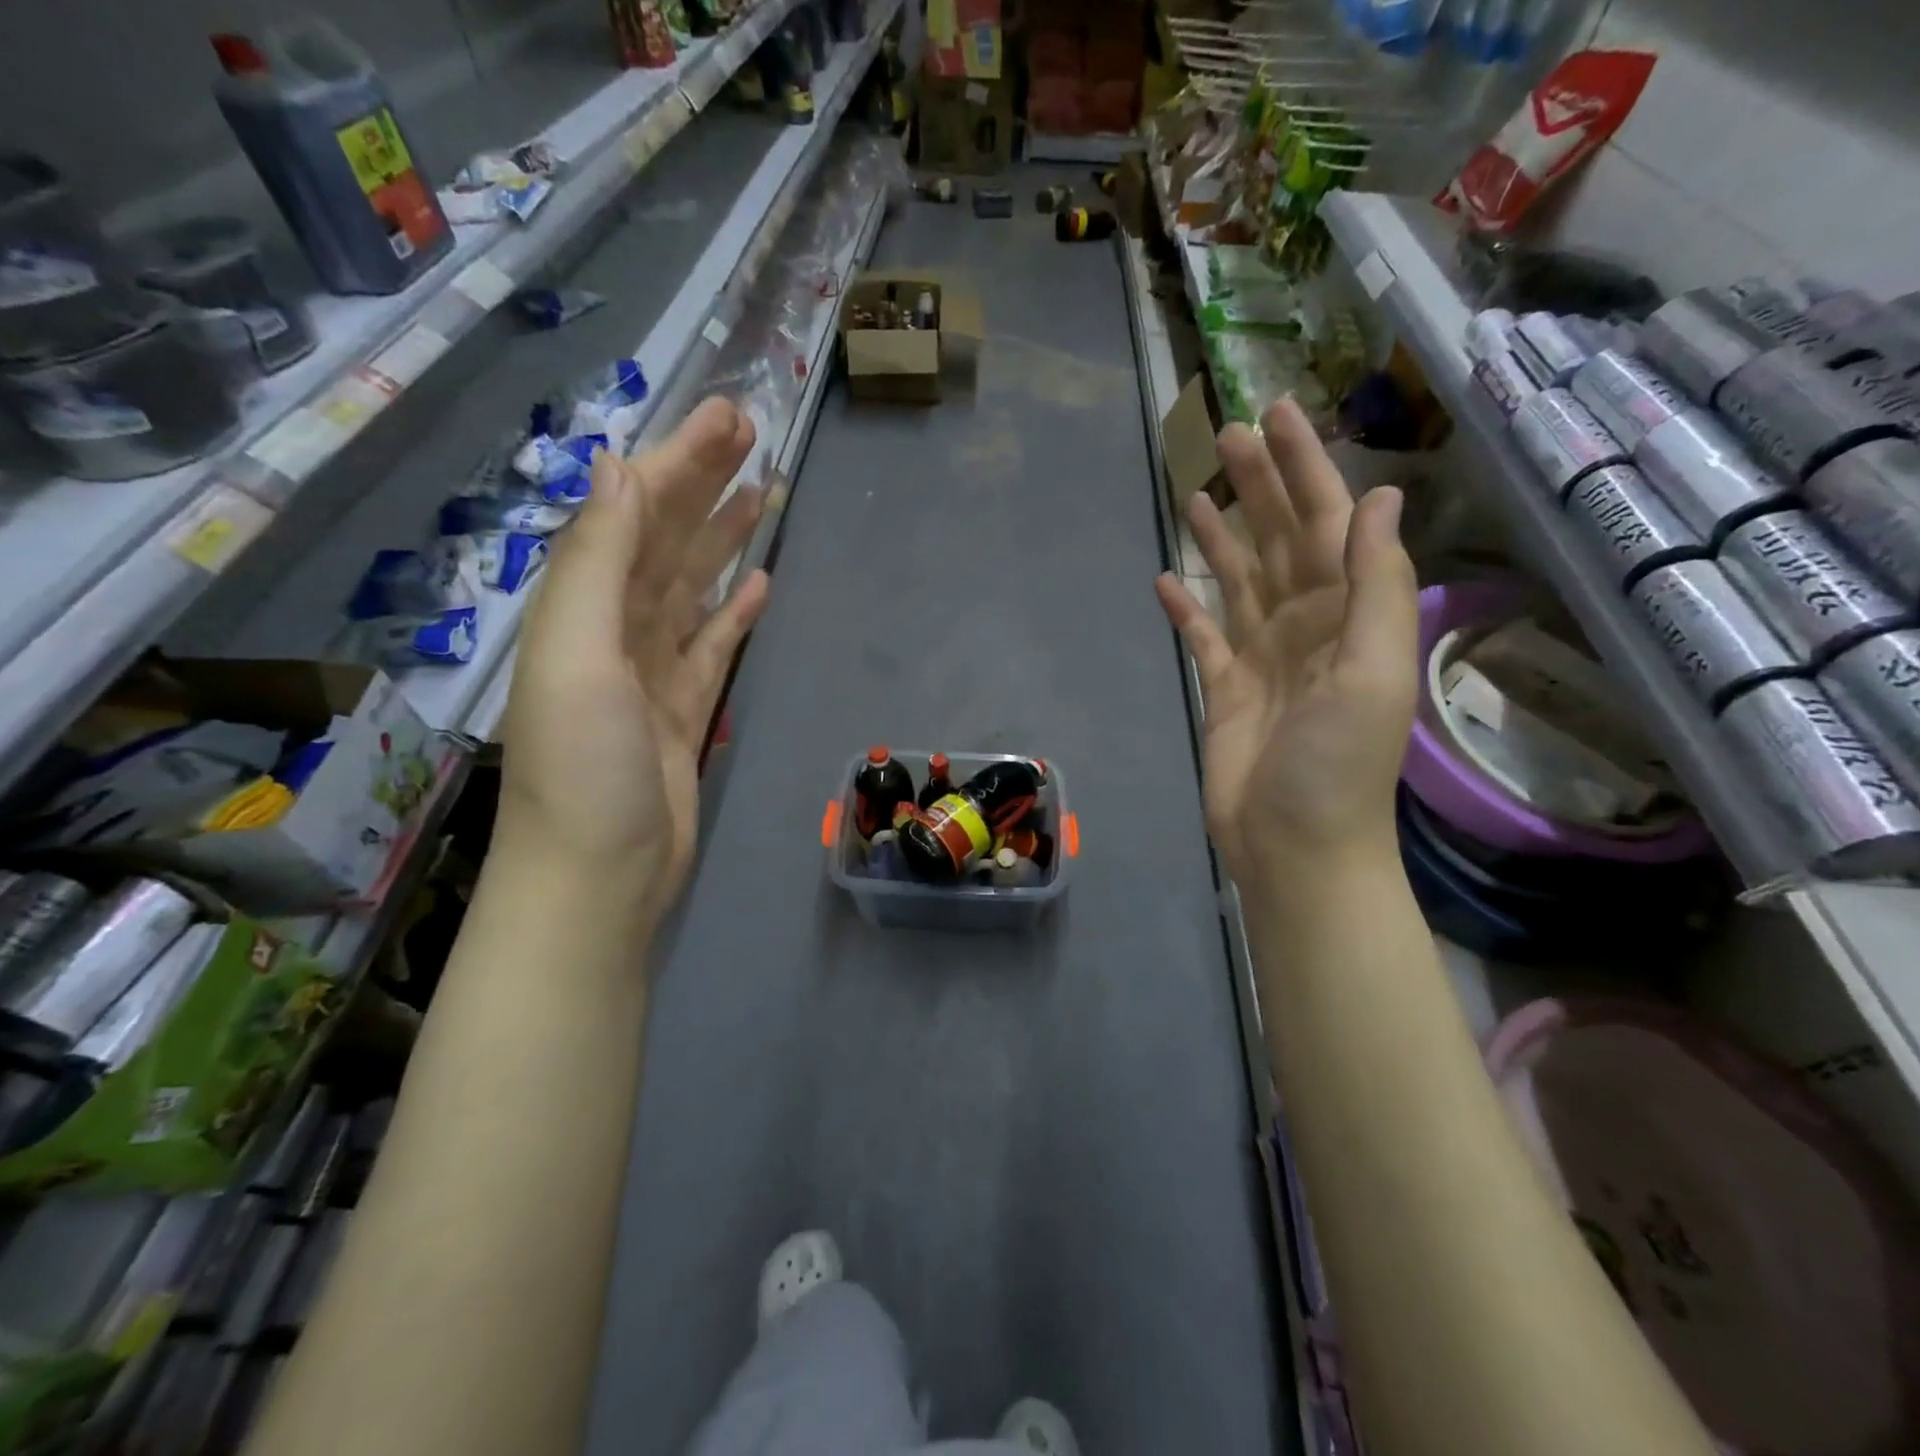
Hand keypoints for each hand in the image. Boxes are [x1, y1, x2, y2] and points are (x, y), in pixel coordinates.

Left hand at [499, 397, 769, 912]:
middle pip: (667, 539)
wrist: (599, 875)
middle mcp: (615, 626)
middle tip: (753, 432)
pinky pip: (712, 643)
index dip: (679, 461)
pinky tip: (758, 583)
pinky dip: (733, 610)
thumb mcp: (576, 654)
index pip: (635, 512)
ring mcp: (653, 669)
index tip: (727, 417)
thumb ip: (595, 560)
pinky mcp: (684, 707)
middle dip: (706, 483)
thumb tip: (617, 466)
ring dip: (724, 538)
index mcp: (584, 605)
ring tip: (765, 494)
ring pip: (693, 586)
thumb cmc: (583, 767)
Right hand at [1155, 399, 1419, 884]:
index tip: (1275, 414)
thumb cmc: (1337, 764)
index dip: (1305, 466)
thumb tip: (1374, 496)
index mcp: (1349, 613)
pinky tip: (1164, 580)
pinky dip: (1186, 607)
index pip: (1328, 521)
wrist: (1294, 844)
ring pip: (1240, 579)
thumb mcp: (1371, 670)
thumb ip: (1375, 583)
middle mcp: (1308, 623)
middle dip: (1257, 485)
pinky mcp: (1224, 687)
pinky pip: (1203, 635)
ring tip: (1194, 493)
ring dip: (1221, 537)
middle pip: (1281, 539)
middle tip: (1224, 433)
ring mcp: (1263, 655)